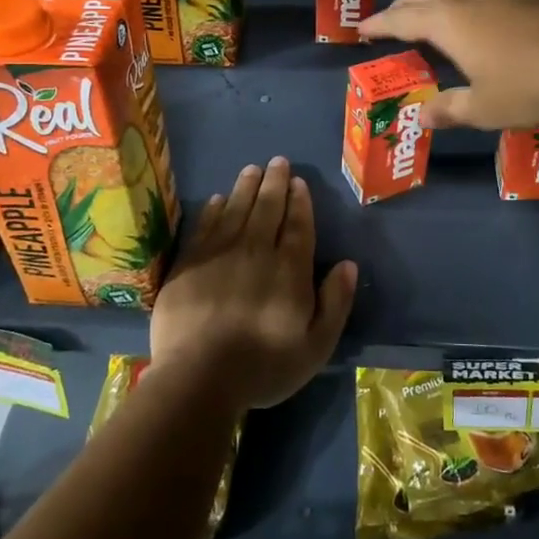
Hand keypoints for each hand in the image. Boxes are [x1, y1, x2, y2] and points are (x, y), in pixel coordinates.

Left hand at [150, 158, 357, 412]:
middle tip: (277, 161)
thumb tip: (348, 264)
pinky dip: (214, 208)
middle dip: (274, 182)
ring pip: (236, 209)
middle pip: (267, 208)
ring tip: (252, 168)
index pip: (298, 224)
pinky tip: (219, 198)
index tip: (298, 181)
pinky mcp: (189, 263)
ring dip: (246, 186)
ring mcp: (219, 254)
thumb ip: (335, 303)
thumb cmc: (264, 366)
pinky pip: (205, 225)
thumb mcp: (315, 346)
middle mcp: (256, 250)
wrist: (198, 377)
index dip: (299, 201)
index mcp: (289, 268)